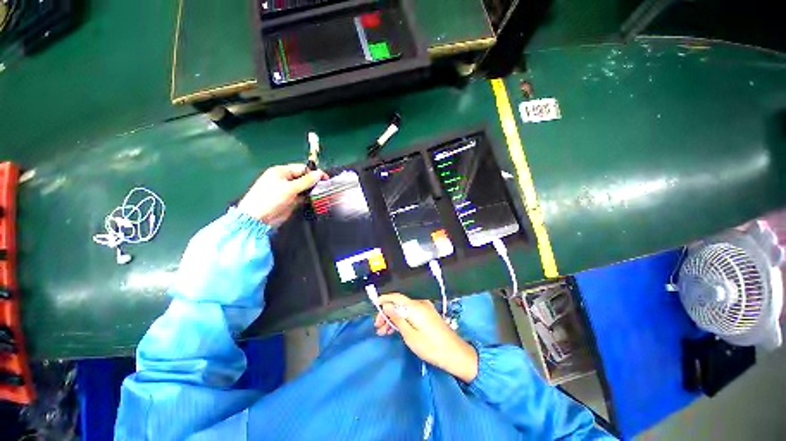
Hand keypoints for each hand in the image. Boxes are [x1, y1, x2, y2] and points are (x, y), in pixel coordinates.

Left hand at [237, 164, 327, 226]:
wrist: (259, 219)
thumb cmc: (271, 199)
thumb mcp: (289, 188)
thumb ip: (306, 181)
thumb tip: (320, 173)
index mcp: (282, 172)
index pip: (302, 169)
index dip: (314, 173)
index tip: (326, 179)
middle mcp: (286, 180)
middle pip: (304, 178)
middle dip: (315, 182)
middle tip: (326, 187)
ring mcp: (288, 191)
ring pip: (305, 188)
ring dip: (313, 190)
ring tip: (324, 194)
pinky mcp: (291, 201)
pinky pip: (303, 197)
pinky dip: (309, 198)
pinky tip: (317, 200)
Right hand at [374, 293, 478, 382]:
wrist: (455, 354)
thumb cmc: (430, 347)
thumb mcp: (410, 335)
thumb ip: (397, 318)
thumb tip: (386, 306)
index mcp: (415, 307)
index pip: (396, 297)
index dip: (384, 299)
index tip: (374, 306)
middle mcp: (420, 304)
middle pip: (400, 304)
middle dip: (387, 313)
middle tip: (377, 327)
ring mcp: (425, 309)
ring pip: (405, 310)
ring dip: (393, 318)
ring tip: (383, 332)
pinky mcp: (428, 315)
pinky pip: (411, 314)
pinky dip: (402, 320)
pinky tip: (395, 330)